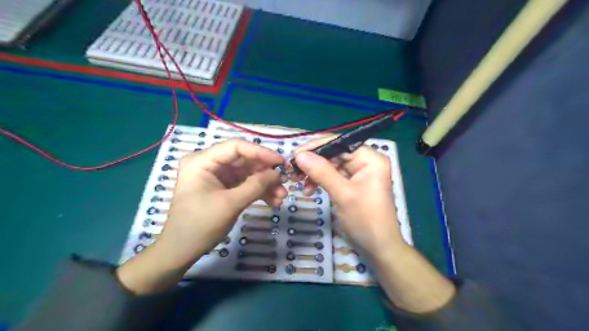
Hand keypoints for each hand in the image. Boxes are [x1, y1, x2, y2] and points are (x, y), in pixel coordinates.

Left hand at [118, 138, 288, 292]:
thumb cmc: (200, 225)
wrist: (182, 251)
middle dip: (266, 173)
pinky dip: (259, 191)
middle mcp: (209, 163)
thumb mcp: (230, 204)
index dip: (261, 152)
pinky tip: (273, 201)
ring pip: (248, 173)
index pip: (236, 147)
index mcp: (202, 161)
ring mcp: (217, 176)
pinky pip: (245, 184)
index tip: (281, 162)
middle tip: (285, 182)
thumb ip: (255, 185)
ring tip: (281, 197)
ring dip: (265, 184)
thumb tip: (278, 173)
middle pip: (244, 160)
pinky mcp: (224, 187)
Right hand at [293, 137, 404, 257]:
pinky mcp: (351, 185)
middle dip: (313, 161)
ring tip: (298, 182)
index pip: (340, 143)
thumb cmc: (365, 219)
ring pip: (330, 165)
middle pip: (334, 153)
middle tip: (292, 169)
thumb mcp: (343, 194)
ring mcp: (358, 173)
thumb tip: (299, 155)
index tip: (295, 154)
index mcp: (370, 158)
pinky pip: (332, 177)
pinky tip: (308, 190)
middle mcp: (365, 161)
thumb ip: (322, 172)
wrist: (379, 248)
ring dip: (314, 172)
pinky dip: (319, 181)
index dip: (316, 146)